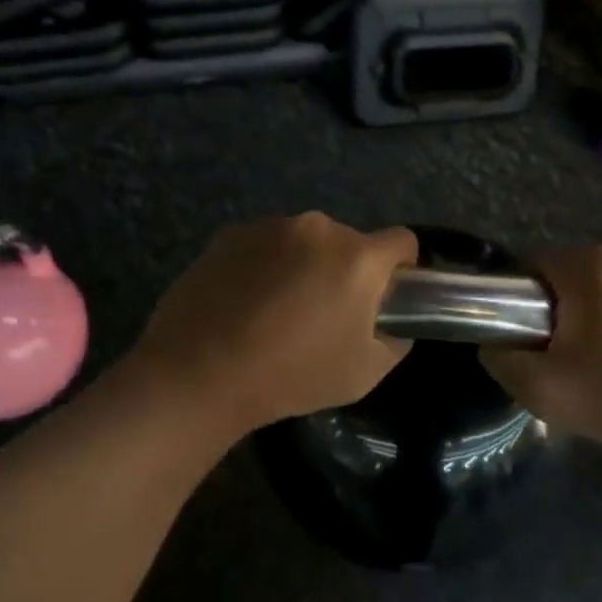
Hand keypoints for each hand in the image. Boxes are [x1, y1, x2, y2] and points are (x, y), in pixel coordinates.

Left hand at [125, 213, 417, 433]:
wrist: (199, 372)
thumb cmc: (292, 375)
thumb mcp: (364, 373)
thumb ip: (394, 340)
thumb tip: (391, 321)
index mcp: (358, 257)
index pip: (402, 241)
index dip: (400, 268)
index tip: (384, 298)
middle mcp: (318, 227)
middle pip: (349, 242)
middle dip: (345, 270)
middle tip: (323, 315)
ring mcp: (271, 226)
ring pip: (305, 241)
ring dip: (303, 265)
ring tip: (275, 311)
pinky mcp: (232, 234)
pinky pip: (266, 244)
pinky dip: (265, 264)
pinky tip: (244, 303)